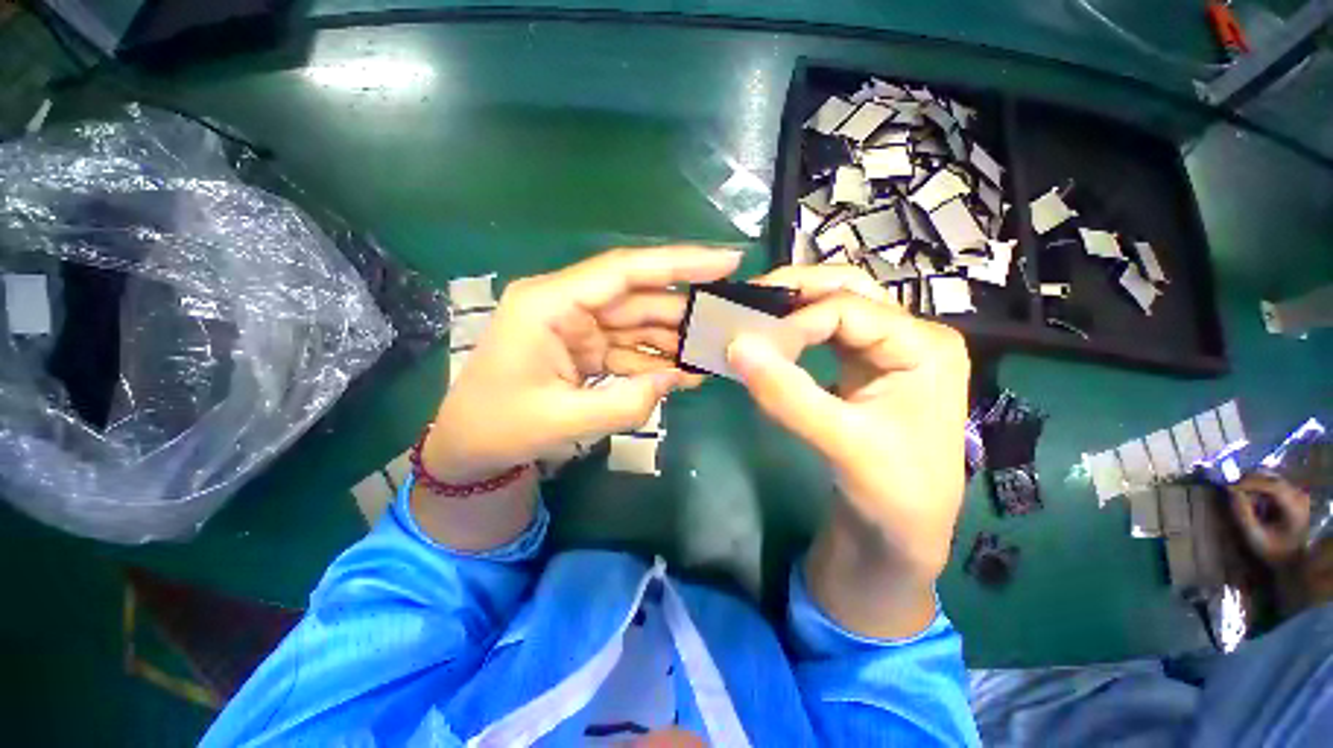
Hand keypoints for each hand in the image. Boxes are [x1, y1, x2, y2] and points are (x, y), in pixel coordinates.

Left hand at [423, 247, 739, 482]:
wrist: (469, 446)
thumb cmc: (500, 427)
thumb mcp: (562, 420)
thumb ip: (625, 403)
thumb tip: (674, 379)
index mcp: (549, 304)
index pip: (624, 271)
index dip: (679, 262)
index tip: (727, 261)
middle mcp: (566, 305)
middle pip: (639, 297)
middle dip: (684, 311)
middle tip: (729, 321)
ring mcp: (577, 326)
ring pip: (639, 324)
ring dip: (674, 340)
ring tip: (713, 355)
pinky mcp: (585, 347)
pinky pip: (630, 348)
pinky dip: (656, 360)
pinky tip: (684, 374)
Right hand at [726, 265, 969, 636]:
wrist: (903, 529)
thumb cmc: (893, 492)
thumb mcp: (842, 444)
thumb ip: (788, 395)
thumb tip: (736, 347)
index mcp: (923, 346)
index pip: (849, 309)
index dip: (795, 321)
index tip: (752, 344)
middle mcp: (909, 334)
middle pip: (847, 289)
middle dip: (795, 290)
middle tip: (747, 300)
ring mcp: (887, 347)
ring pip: (834, 304)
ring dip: (792, 306)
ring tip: (752, 315)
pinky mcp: (864, 364)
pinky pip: (825, 332)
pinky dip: (794, 329)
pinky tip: (771, 338)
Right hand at [1228, 473, 1332, 616]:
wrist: (1292, 559)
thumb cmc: (1273, 551)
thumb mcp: (1255, 536)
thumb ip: (1243, 514)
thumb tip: (1230, 491)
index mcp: (1294, 507)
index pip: (1272, 486)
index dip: (1250, 483)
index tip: (1229, 486)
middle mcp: (1298, 496)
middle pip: (1272, 478)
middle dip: (1250, 480)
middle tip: (1230, 486)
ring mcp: (1296, 495)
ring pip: (1272, 478)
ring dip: (1253, 482)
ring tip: (1238, 492)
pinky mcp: (1292, 495)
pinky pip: (1273, 484)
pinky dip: (1259, 486)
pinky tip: (1250, 495)